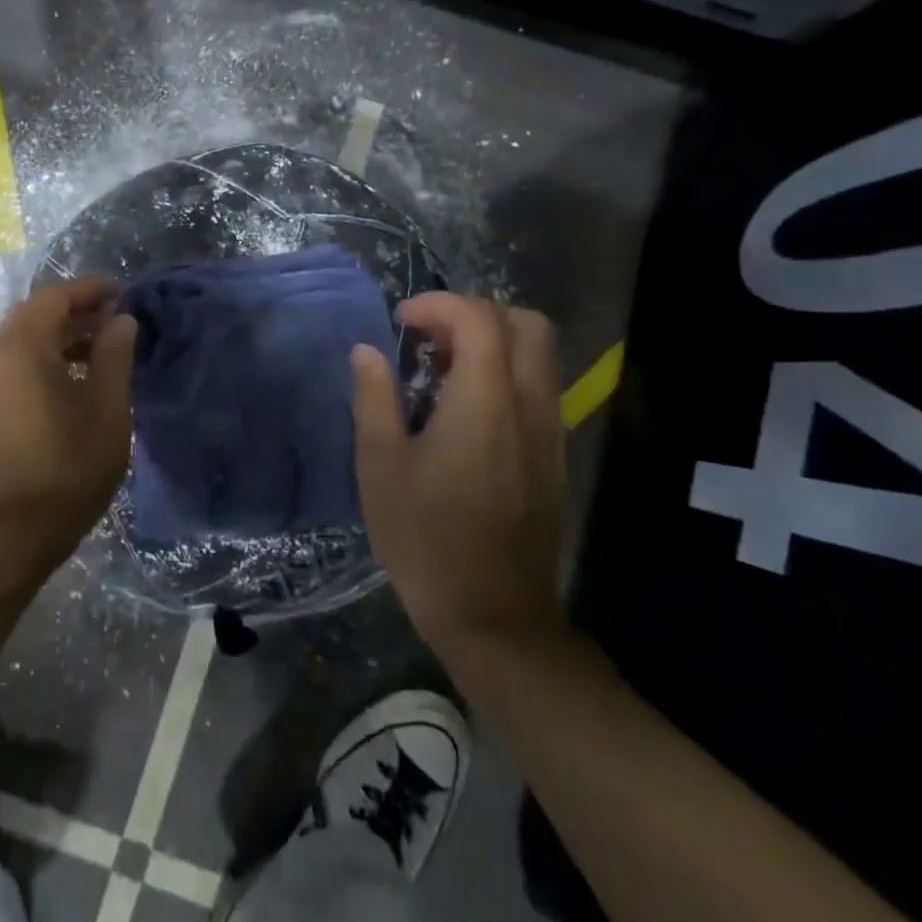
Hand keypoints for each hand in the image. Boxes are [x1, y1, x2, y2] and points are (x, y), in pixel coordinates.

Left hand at [0, 276, 138, 561]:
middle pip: (36, 314)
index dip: (90, 289)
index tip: (122, 292)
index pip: (56, 296)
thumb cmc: (65, 467)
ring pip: (25, 341)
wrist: (6, 535)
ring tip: (101, 349)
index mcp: (23, 346)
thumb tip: (120, 321)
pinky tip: (74, 382)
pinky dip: (46, 359)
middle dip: (77, 310)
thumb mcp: (106, 409)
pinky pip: (17, 365)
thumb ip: (114, 356)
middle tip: (115, 318)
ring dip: (62, 336)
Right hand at [350, 293, 567, 653]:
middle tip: (429, 337)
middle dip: (474, 313)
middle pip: (525, 323)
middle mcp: (529, 405)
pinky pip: (538, 388)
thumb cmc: (426, 538)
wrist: (495, 616)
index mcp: (485, 401)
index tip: (401, 322)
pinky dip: (505, 373)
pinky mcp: (553, 457)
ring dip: (492, 342)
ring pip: (539, 355)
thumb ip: (374, 398)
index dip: (438, 305)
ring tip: (442, 369)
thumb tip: (368, 352)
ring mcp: (550, 432)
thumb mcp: (380, 466)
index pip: (478, 318)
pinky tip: (464, 410)